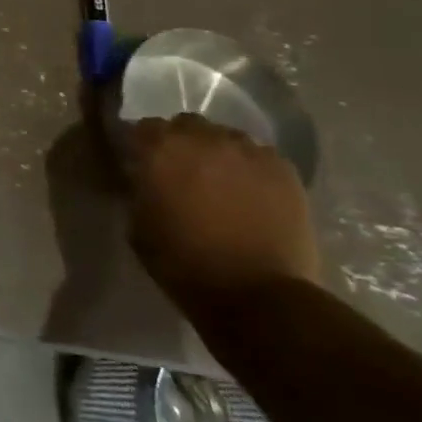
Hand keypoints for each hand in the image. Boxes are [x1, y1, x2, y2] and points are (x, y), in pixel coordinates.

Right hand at [126, 113, 319, 310]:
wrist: (258, 296)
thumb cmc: (185, 264)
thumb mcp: (138, 226)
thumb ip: (139, 191)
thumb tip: (144, 180)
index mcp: (160, 149)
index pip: (142, 128)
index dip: (141, 146)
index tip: (143, 165)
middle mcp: (202, 138)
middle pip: (186, 125)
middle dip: (182, 144)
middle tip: (183, 174)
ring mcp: (247, 150)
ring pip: (225, 138)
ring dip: (218, 154)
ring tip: (222, 183)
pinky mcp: (283, 169)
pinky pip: (259, 156)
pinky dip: (251, 169)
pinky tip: (253, 195)